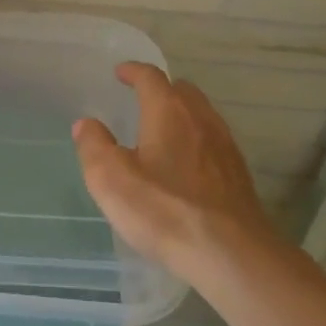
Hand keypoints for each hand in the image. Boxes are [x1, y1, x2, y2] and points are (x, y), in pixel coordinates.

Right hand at [73, 63, 268, 282]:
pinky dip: (196, 141)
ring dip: (181, 114)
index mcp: (168, 112)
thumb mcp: (110, 179)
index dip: (133, 71)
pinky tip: (186, 165)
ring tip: (162, 131)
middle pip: (182, 91)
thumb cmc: (164, 210)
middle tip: (142, 99)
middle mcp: (201, 119)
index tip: (120, 72)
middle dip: (161, 89)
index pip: (151, 77)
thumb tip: (86, 124)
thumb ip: (94, 146)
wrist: (231, 253)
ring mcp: (225, 147)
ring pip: (202, 115)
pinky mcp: (238, 175)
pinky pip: (213, 142)